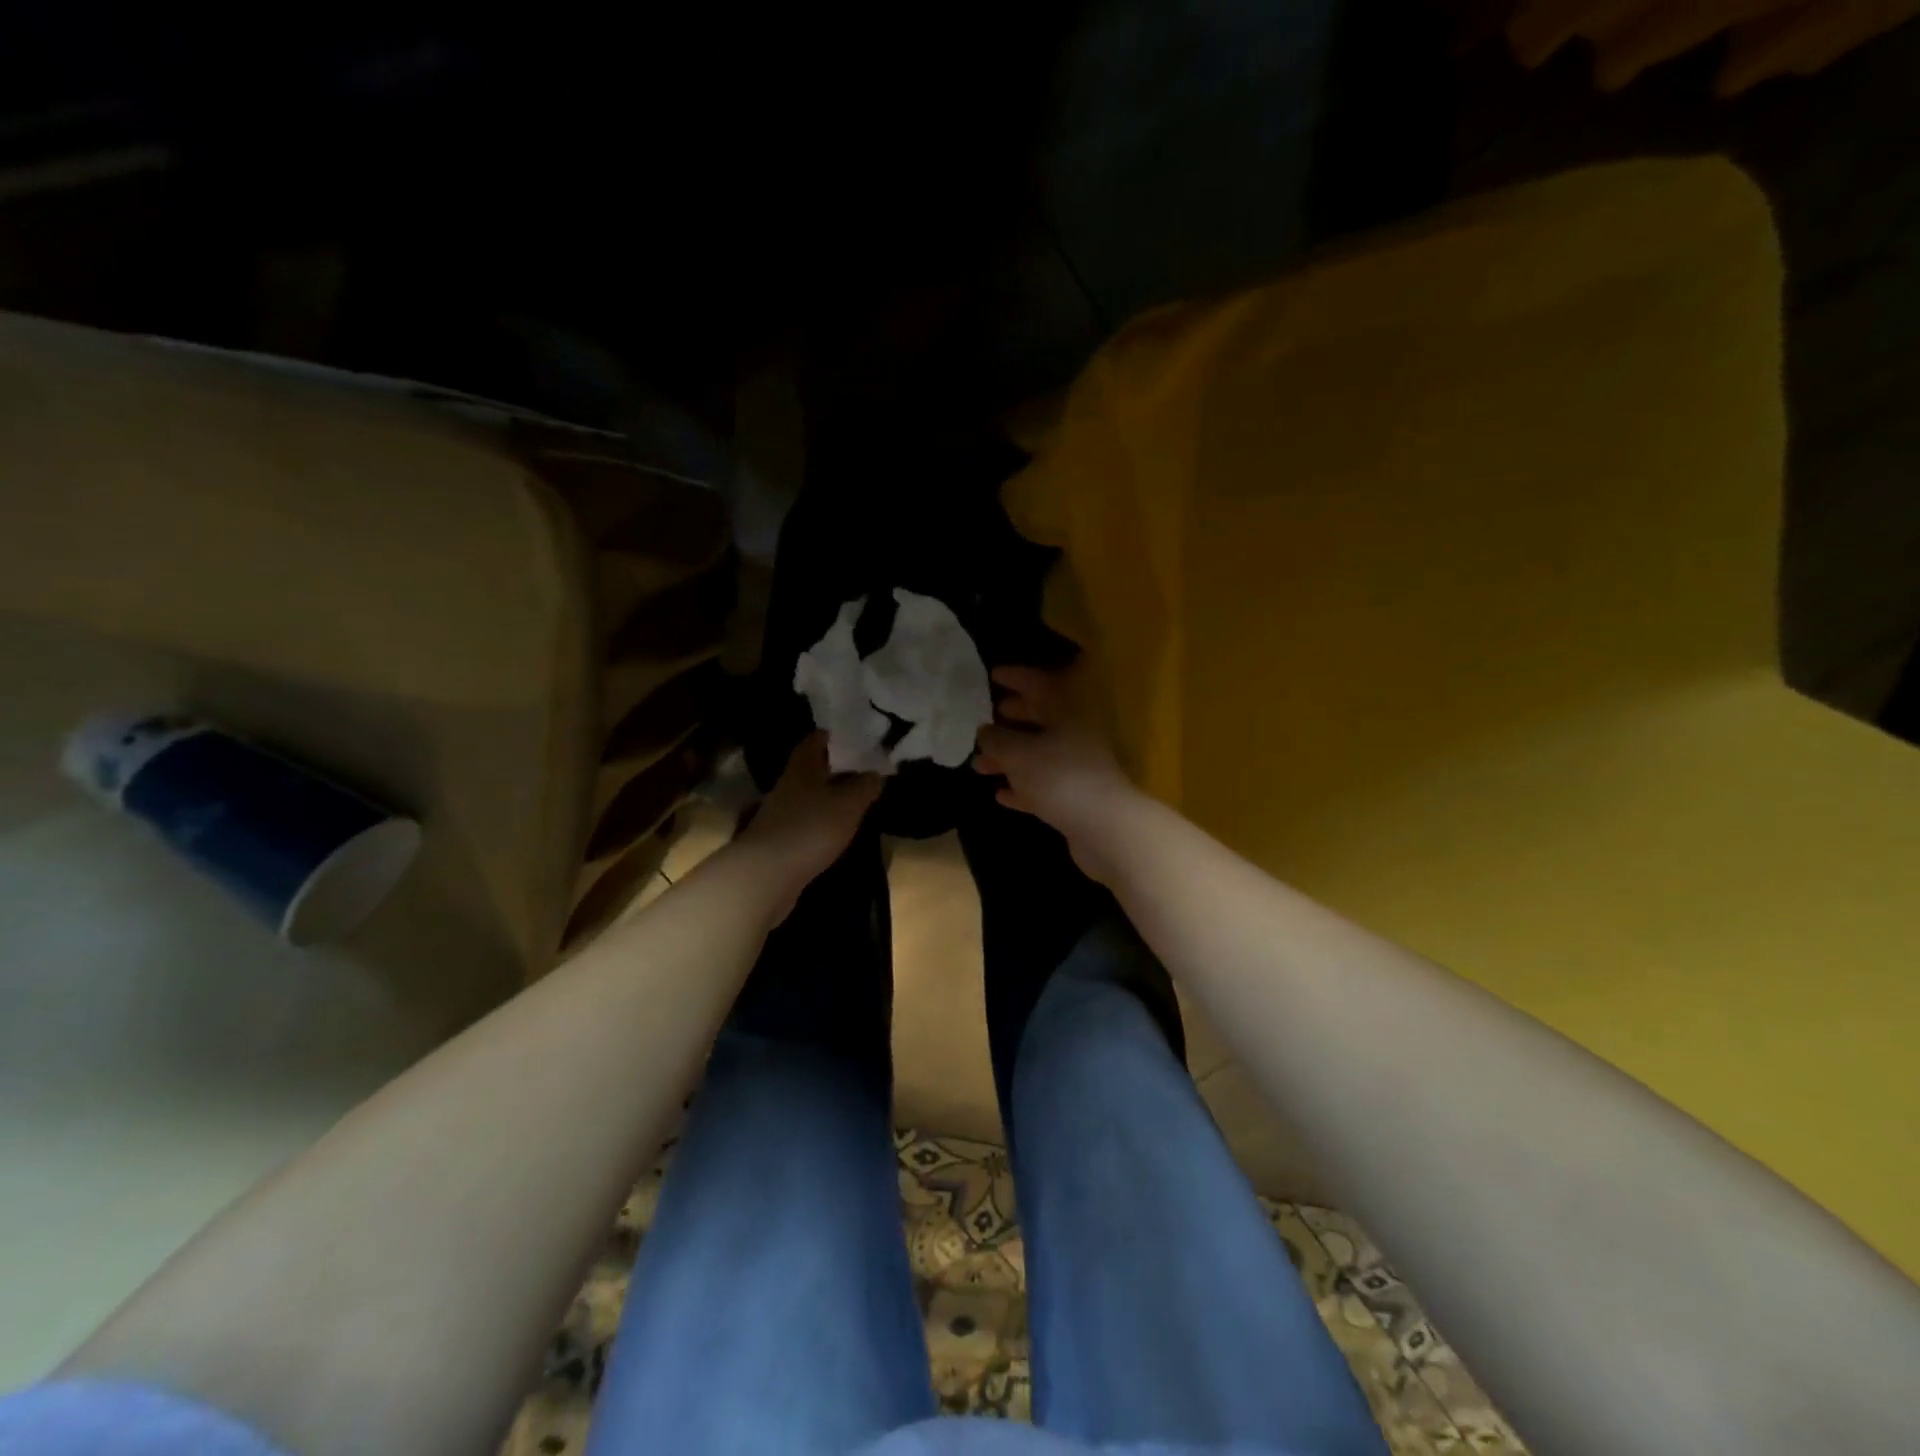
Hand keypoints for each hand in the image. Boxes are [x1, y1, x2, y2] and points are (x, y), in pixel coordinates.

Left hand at [738, 733, 881, 912]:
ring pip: (806, 796)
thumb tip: (876, 773)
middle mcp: (787, 786)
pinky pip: (803, 822)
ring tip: (851, 800)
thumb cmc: (811, 827)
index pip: (814, 741)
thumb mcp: (849, 803)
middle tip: (858, 769)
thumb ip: (865, 786)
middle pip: (809, 769)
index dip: (831, 736)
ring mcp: (778, 814)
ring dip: (825, 796)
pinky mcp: (777, 841)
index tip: (850, 736)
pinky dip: (818, 821)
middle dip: (831, 767)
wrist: (767, 874)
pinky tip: (833, 830)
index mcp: (802, 768)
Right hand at [973, 664, 1144, 879]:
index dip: (1016, 677)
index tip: (992, 674)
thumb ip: (996, 739)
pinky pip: (1043, 785)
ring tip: (978, 764)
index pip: (1039, 684)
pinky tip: (1000, 793)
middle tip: (984, 718)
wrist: (1106, 829)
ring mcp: (1078, 767)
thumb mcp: (1018, 753)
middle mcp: (1075, 734)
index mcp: (1067, 711)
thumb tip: (984, 731)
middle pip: (1040, 719)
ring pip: (1038, 754)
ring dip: (1008, 757)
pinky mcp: (1075, 797)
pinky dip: (1022, 786)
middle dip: (1010, 718)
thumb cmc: (1060, 777)